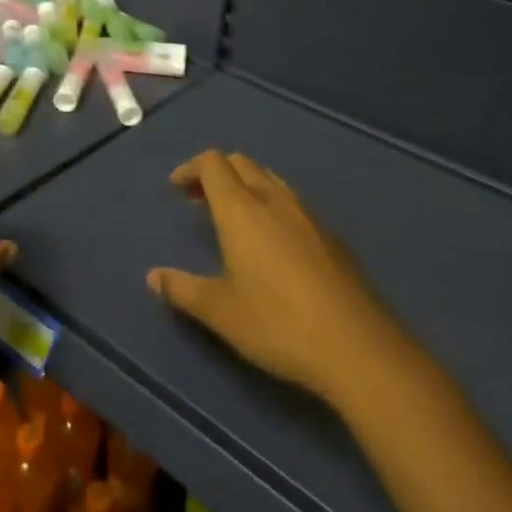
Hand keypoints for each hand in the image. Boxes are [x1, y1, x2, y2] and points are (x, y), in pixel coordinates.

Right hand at [148, 150, 414, 407]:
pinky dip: (272, 206)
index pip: (213, 163)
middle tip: (199, 201)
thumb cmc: (278, 324)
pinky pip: (294, 203)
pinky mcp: (332, 237)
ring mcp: (308, 216)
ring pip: (270, 179)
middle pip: (241, 163)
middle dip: (216, 173)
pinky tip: (274, 245)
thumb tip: (153, 277)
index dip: (191, 168)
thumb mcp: (221, 312)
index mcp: (241, 209)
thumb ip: (183, 290)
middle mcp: (274, 200)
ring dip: (246, 186)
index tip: (176, 188)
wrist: (358, 348)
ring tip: (235, 219)